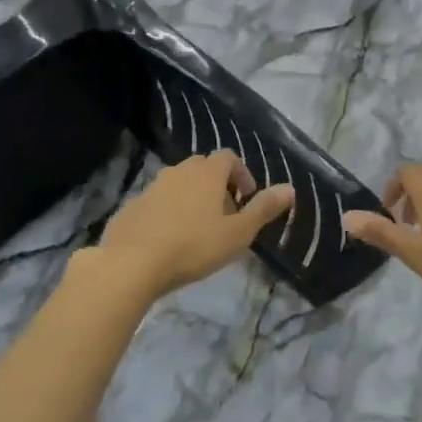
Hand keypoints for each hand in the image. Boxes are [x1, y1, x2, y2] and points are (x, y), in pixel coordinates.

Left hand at [97, 152, 293, 298]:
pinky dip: (168, 213)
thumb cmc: (194, 246)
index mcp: (207, 173)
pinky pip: (158, 202)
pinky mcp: (132, 206)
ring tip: (198, 229)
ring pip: (179, 184)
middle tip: (225, 215)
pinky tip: (170, 240)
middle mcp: (179, 171)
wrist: (131, 263)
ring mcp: (152, 187)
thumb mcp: (238, 233)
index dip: (242, 174)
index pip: (229, 157)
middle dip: (218, 185)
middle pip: (203, 168)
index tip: (247, 199)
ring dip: (192, 198)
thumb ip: (264, 209)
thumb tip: (289, 188)